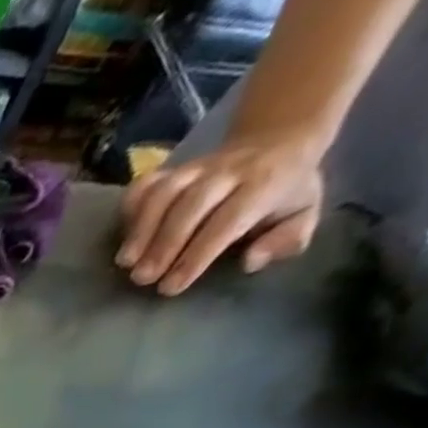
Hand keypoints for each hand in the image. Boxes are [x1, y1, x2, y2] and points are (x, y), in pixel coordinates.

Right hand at [116, 133, 324, 294]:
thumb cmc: (284, 193)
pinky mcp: (173, 168)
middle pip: (191, 203)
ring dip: (140, 229)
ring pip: (165, 192)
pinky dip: (130, 208)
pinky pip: (147, 184)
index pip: (229, 219)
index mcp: (267, 182)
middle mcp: (230, 170)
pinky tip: (124, 235)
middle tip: (143, 279)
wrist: (278, 140)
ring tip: (126, 262)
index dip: (197, 254)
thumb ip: (287, 240)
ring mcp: (198, 167)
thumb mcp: (304, 214)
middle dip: (164, 243)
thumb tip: (251, 260)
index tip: (171, 286)